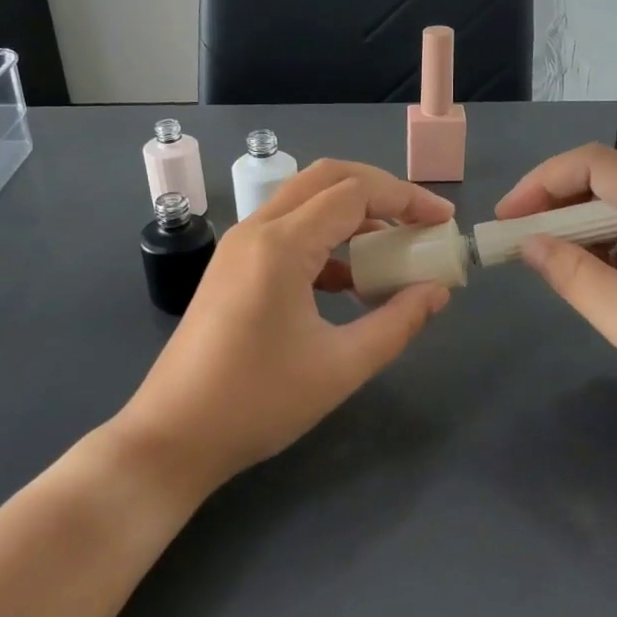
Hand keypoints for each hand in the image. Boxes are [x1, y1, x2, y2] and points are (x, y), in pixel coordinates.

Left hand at [116, 159, 455, 494]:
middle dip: (381, 192)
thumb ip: (398, 322)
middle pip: (327, 180)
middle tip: (419, 223)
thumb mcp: (341, 366)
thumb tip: (437, 291)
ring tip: (391, 253)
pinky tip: (348, 284)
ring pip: (305, 203)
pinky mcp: (231, 267)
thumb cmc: (258, 402)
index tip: (443, 224)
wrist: (173, 437)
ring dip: (352, 216)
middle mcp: (256, 230)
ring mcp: (238, 247)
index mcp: (281, 245)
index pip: (355, 193)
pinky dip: (325, 242)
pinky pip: (286, 232)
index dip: (407, 200)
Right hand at [496, 145, 616, 448]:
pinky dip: (599, 252)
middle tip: (515, 241)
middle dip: (552, 204)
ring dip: (574, 229)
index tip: (505, 220)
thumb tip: (528, 243)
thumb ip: (577, 278)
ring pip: (616, 210)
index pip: (594, 165)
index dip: (542, 183)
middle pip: (604, 181)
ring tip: (542, 262)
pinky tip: (587, 281)